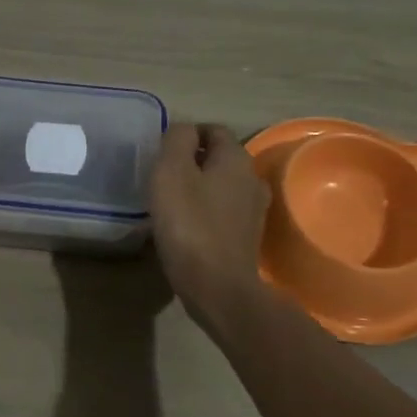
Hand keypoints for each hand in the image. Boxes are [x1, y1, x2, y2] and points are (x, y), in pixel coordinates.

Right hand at [149, 122, 271, 333]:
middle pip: (220, 158)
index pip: (214, 129)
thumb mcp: (171, 172)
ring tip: (172, 202)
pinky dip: (207, 212)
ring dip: (200, 187)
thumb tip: (184, 129)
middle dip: (193, 161)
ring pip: (223, 185)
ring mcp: (254, 210)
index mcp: (236, 158)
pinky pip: (224, 212)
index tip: (162, 152)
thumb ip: (177, 140)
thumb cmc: (190, 223)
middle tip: (163, 176)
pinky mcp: (247, 237)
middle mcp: (252, 178)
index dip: (187, 135)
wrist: (218, 287)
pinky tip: (187, 227)